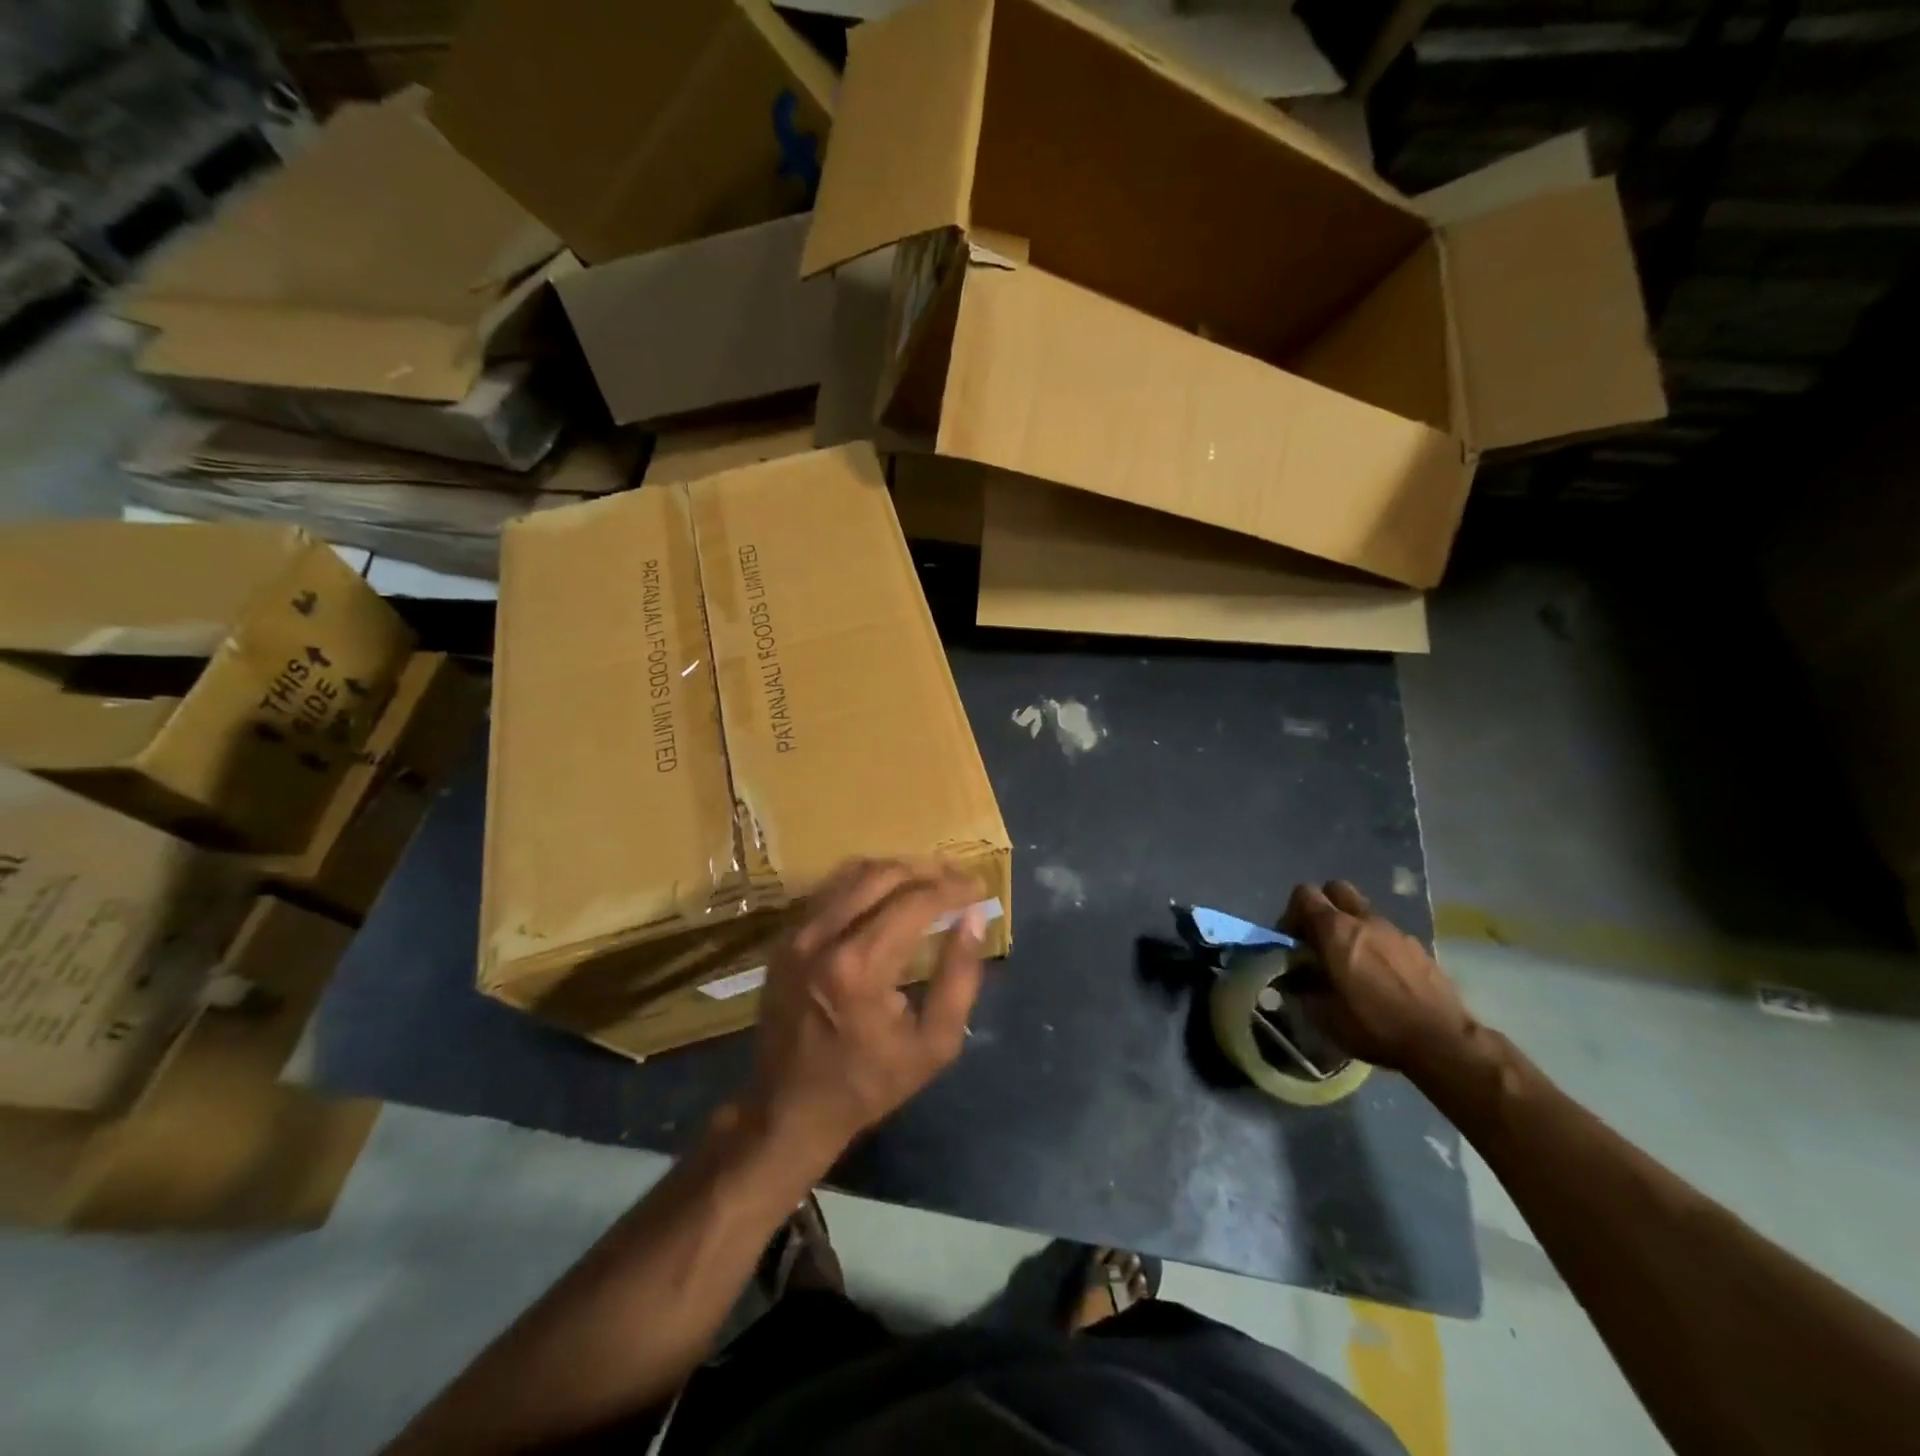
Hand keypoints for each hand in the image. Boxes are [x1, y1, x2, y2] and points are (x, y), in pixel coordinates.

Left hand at [744, 859, 987, 1165]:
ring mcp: (796, 935)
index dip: (951, 888)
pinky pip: (829, 891)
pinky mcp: (784, 939)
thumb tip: (973, 918)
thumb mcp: (934, 1044)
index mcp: (859, 967)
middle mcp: (823, 938)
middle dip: (925, 870)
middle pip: (881, 875)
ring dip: (895, 870)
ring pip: (851, 873)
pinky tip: (886, 895)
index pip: (914, 902)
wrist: (789, 1111)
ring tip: (926, 881)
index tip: (977, 888)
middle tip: (955, 879)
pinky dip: (863, 883)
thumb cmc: (869, 1083)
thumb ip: (959, 977)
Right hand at [1281, 881, 1475, 1074]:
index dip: (1292, 912)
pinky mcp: (1418, 947)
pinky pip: (1387, 934)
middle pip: (1336, 890)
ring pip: (1363, 912)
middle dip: (1323, 907)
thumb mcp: (1323, 1015)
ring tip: (1352, 963)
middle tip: (1320, 939)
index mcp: (1335, 930)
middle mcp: (1364, 920)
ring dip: (1351, 928)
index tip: (1293, 940)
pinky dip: (1377, 945)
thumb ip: (1301, 988)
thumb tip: (1292, 978)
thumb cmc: (1374, 1025)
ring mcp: (1395, 931)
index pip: (1304, 894)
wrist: (1442, 1042)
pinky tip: (1381, 977)